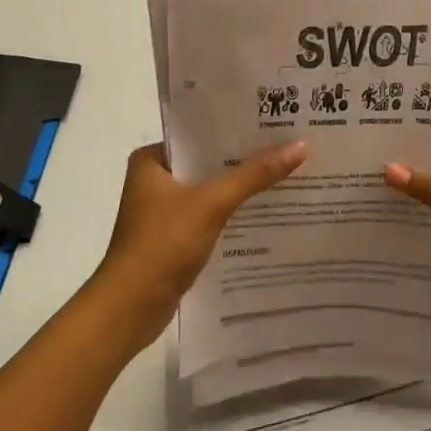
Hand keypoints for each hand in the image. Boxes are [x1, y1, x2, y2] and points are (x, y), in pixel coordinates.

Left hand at [89, 141, 308, 348]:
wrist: (130, 308)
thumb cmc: (163, 244)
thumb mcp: (211, 203)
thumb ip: (254, 175)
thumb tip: (299, 146)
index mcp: (151, 160)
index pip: (199, 133)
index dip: (235, 129)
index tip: (273, 122)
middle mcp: (154, 180)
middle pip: (207, 162)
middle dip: (244, 159)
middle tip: (288, 145)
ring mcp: (162, 212)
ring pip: (210, 191)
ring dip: (240, 188)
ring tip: (286, 173)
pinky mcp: (173, 238)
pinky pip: (209, 216)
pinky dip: (232, 214)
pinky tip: (265, 211)